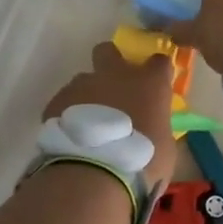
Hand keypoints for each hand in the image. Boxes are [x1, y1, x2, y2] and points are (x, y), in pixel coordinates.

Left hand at [44, 43, 178, 185]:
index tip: (156, 85)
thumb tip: (153, 130)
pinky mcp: (57, 101)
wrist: (93, 172)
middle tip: (114, 88)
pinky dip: (69, 115)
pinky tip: (71, 137)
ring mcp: (82, 85)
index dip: (157, 71)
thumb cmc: (140, 162)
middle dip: (110, 62)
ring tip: (88, 126)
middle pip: (109, 51)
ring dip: (88, 96)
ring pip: (84, 80)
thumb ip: (157, 129)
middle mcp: (115, 75)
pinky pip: (65, 102)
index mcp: (149, 84)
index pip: (159, 61)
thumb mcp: (165, 150)